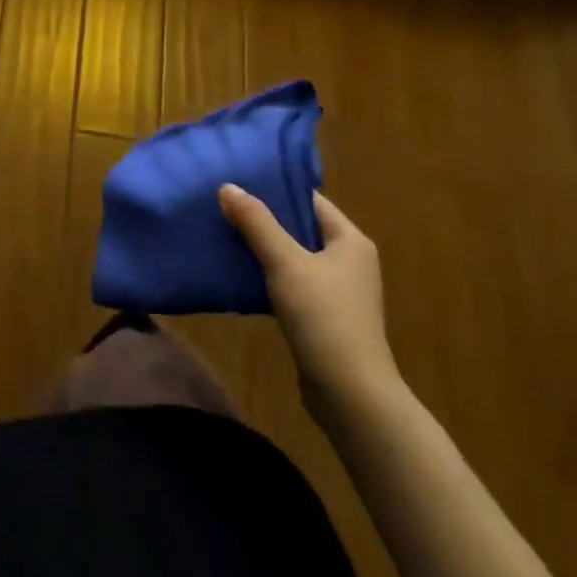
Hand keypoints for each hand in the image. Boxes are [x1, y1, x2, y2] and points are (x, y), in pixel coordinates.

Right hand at [219, 185, 399, 419]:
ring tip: (225, 234)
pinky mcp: (325, 318)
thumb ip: (256, 223)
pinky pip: (292, 284)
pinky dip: (269, 277)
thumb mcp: (285, 262)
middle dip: (264, 219)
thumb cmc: (324, 317)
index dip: (276, 189)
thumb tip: (227, 186)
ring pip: (294, 257)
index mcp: (350, 241)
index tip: (240, 181)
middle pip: (300, 228)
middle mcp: (349, 261)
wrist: (351, 396)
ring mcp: (338, 292)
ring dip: (264, 249)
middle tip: (225, 205)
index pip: (310, 201)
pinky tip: (240, 274)